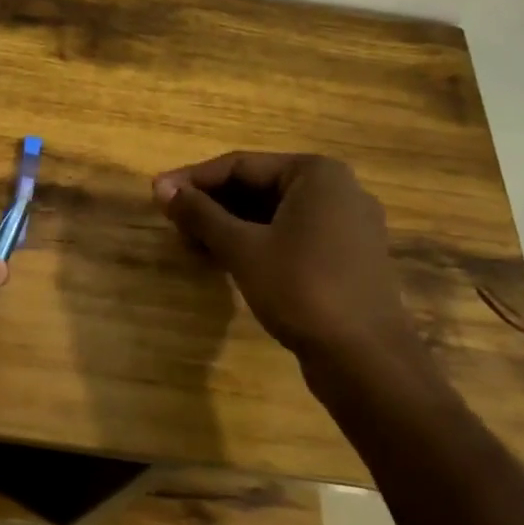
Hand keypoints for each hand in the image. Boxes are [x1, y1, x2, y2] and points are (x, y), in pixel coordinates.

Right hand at [152, 153, 431, 400]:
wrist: (365, 359)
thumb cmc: (301, 289)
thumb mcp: (242, 248)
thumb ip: (201, 214)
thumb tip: (161, 187)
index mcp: (316, 174)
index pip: (241, 165)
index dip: (194, 180)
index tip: (157, 194)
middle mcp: (338, 190)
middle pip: (259, 186)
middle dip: (212, 204)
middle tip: (172, 221)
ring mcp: (347, 225)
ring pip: (274, 213)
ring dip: (231, 225)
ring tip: (191, 242)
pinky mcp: (347, 257)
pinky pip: (292, 235)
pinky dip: (257, 242)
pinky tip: (225, 259)